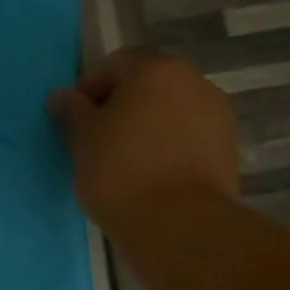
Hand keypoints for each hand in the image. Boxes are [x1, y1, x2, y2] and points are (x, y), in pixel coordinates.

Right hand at [47, 49, 237, 226]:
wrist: (179, 224)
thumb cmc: (120, 171)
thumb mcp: (83, 139)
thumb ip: (72, 111)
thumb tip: (62, 96)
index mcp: (155, 69)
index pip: (115, 64)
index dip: (89, 87)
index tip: (73, 118)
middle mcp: (193, 82)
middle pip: (147, 85)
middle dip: (120, 106)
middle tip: (96, 138)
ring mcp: (217, 116)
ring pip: (170, 112)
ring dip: (146, 127)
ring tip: (123, 161)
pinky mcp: (228, 150)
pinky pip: (187, 138)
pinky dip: (167, 148)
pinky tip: (149, 176)